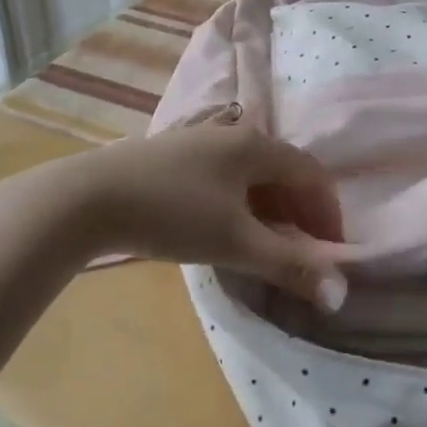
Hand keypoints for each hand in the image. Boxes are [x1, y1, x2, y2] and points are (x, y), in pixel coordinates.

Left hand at [0, 116, 351, 307]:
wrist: (87, 199)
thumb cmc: (172, 213)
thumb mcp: (236, 242)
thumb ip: (289, 265)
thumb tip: (339, 292)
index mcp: (256, 146)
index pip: (311, 173)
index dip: (328, 212)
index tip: (331, 252)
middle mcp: (233, 134)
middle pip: (283, 171)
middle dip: (300, 212)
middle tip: (302, 253)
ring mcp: (200, 141)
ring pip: (251, 174)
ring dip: (270, 209)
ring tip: (266, 247)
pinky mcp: (173, 156)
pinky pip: (224, 177)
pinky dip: (240, 204)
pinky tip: (224, 229)